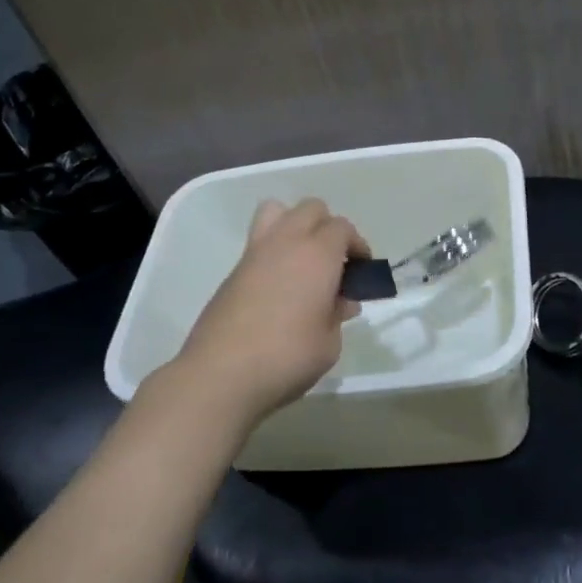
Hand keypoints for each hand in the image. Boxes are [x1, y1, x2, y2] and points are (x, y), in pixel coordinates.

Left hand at [168, 198, 368, 433]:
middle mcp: (287, 242)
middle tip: (334, 263)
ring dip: (295, 225)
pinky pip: (259, 240)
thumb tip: (340, 301)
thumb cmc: (287, 357)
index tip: (360, 270)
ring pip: (277, 211)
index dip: (356, 245)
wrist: (220, 374)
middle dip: (328, 228)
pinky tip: (278, 284)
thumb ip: (338, 314)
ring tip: (302, 260)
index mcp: (318, 254)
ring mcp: (255, 252)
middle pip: (312, 209)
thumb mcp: (329, 343)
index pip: (342, 227)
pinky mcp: (234, 270)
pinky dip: (274, 249)